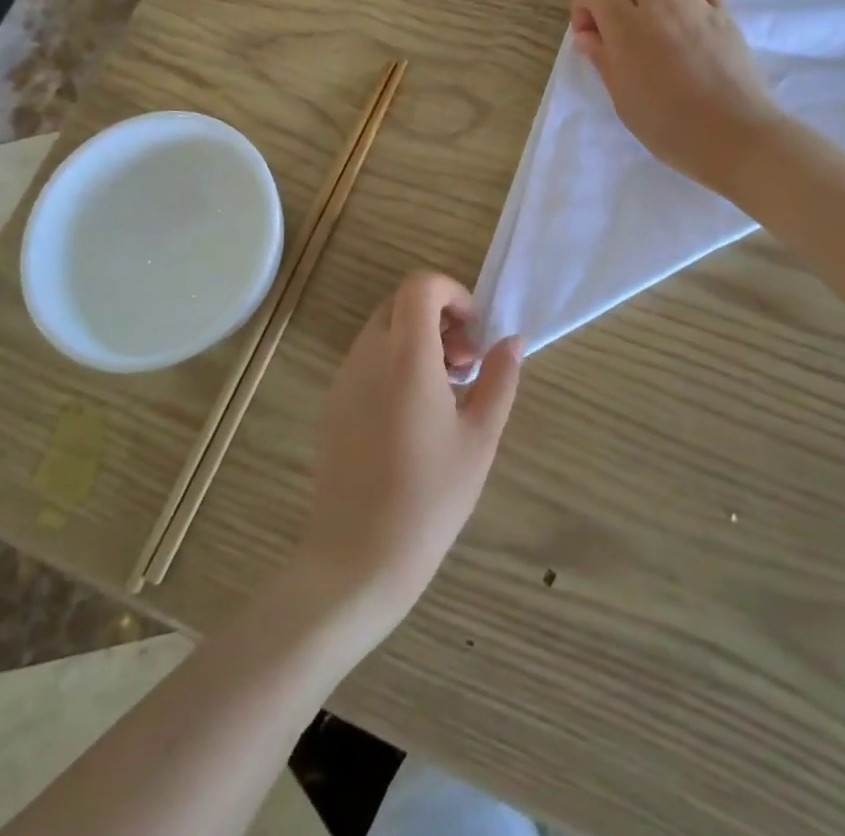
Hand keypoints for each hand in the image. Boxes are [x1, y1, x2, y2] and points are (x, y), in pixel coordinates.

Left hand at [293, 273, 522, 641]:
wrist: (357, 559)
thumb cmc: (429, 498)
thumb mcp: (480, 438)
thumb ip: (499, 379)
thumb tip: (511, 341)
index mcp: (406, 357)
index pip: (420, 286)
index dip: (451, 292)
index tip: (473, 330)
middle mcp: (368, 356)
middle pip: (401, 304)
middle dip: (438, 317)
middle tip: (465, 364)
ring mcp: (344, 380)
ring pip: (383, 331)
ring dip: (418, 341)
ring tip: (446, 393)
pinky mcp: (332, 405)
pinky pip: (367, 360)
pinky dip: (395, 363)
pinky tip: (415, 415)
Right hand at [571, 0, 784, 193]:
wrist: (736, 137)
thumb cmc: (671, 129)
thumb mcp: (623, 101)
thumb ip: (603, 58)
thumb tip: (588, 32)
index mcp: (628, 29)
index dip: (582, 2)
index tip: (591, 32)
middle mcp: (660, 3)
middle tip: (613, 4)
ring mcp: (695, 2)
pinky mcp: (722, 8)